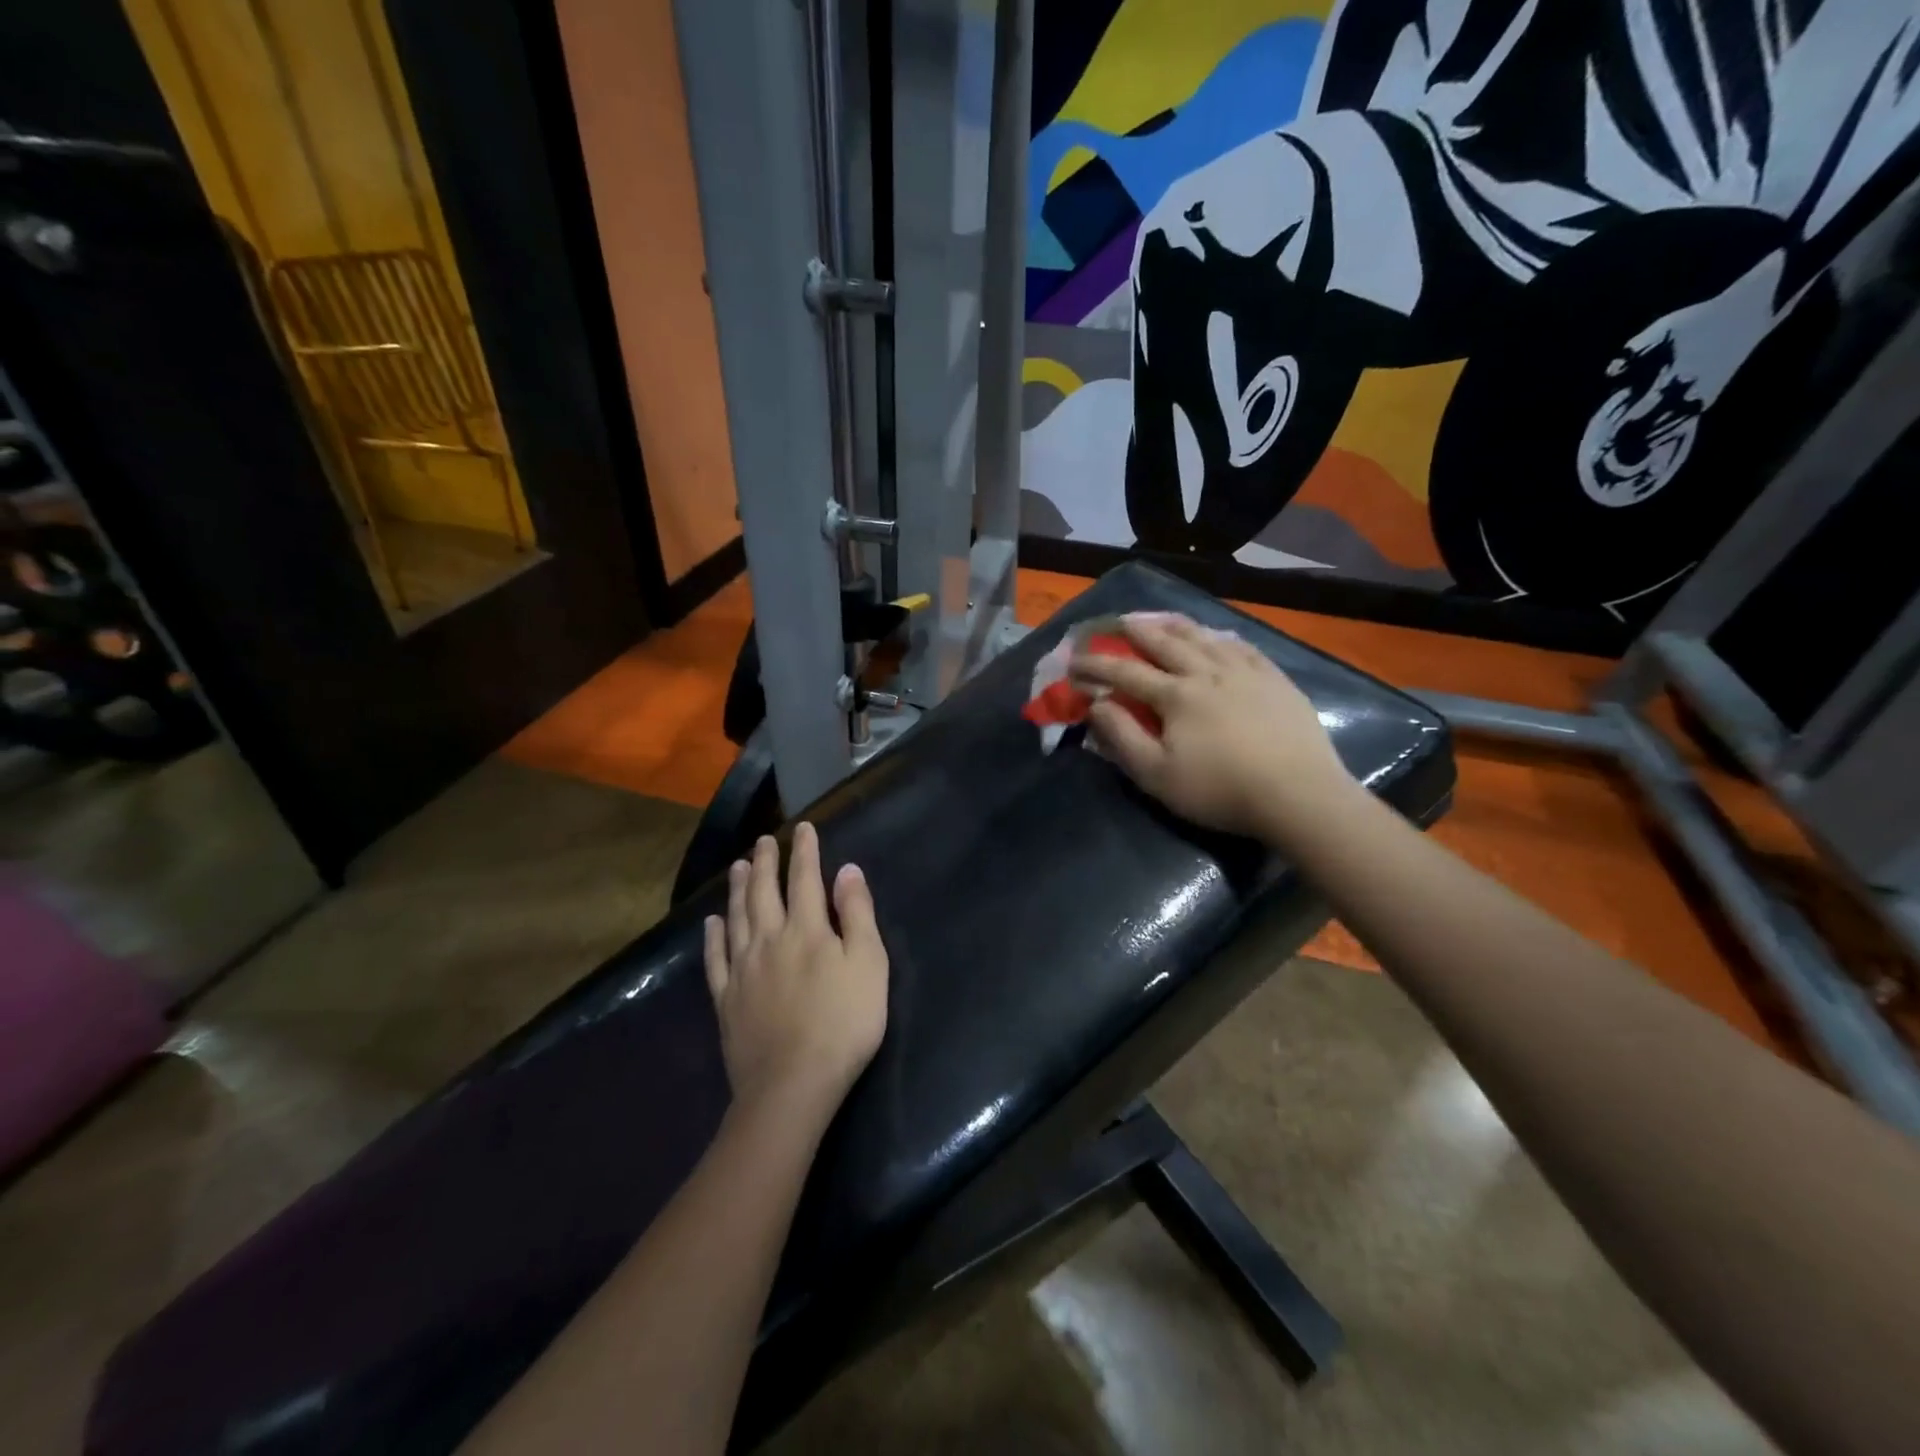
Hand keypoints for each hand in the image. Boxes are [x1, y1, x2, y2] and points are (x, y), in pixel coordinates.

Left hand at [703, 823, 888, 1117]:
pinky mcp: (726, 999)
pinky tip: (712, 922)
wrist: (793, 1084)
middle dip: (766, 862)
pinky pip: (715, 958)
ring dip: (738, 888)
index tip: (803, 828)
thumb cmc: (843, 1023)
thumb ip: (858, 914)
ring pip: (737, 917)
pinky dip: (713, 936)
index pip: (804, 879)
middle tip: (763, 840)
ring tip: (738, 866)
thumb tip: (847, 870)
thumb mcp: (868, 965)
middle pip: (764, 892)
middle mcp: (769, 939)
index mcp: (806, 929)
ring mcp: (742, 969)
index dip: (804, 851)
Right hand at [1070, 612, 1358, 845]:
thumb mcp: (1157, 775)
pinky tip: (1216, 636)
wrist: (1299, 795)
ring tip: (1158, 618)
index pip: (1125, 672)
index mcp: (1175, 695)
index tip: (1073, 661)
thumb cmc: (1220, 790)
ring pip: (1203, 637)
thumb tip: (1096, 704)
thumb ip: (1122, 737)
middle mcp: (1207, 672)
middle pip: (1164, 642)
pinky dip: (1220, 637)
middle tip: (1114, 622)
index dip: (1096, 665)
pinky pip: (1242, 647)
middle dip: (1133, 630)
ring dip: (1174, 624)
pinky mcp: (1275, 680)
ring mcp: (1245, 672)